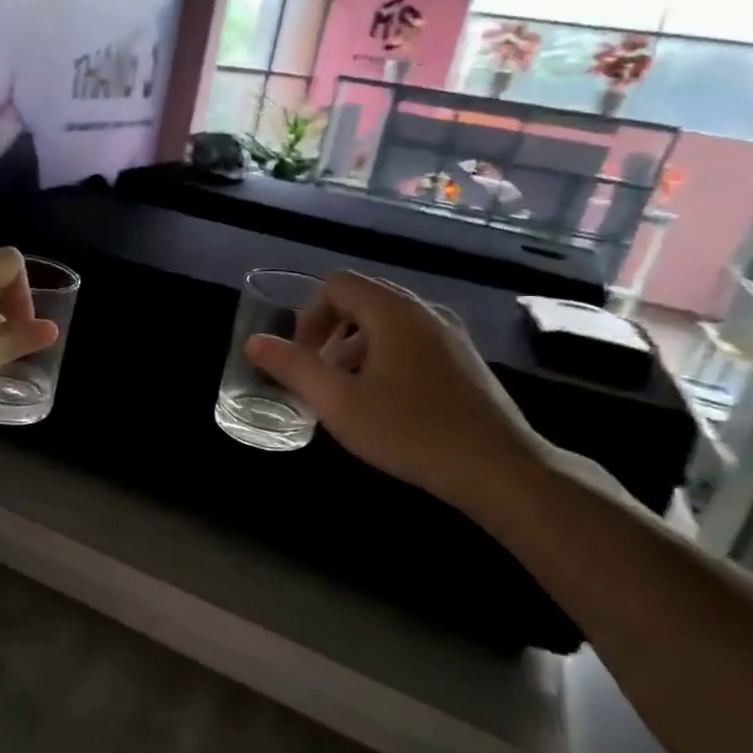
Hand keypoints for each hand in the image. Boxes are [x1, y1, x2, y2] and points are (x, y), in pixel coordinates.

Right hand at [245, 272, 554, 511]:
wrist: (498, 467)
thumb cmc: (410, 430)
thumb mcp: (338, 402)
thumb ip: (293, 367)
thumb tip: (255, 342)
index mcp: (393, 311)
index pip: (336, 285)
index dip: (308, 316)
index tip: (303, 358)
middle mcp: (424, 311)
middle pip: (362, 300)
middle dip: (329, 332)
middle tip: (319, 376)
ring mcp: (449, 334)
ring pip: (386, 323)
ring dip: (355, 348)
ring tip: (347, 394)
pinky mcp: (463, 359)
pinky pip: (410, 341)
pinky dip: (383, 358)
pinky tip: (384, 403)